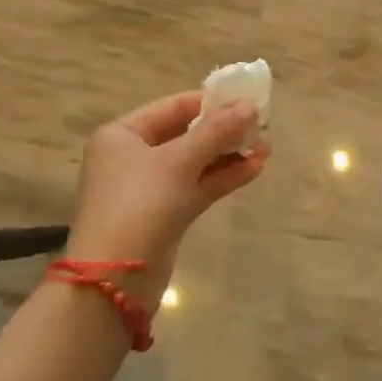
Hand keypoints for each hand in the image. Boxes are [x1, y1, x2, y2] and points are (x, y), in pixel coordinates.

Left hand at [64, 92, 267, 311]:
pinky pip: (197, 187)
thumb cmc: (140, 204)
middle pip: (185, 134)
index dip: (211, 101)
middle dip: (224, 130)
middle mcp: (132, 157)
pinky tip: (255, 168)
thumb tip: (250, 106)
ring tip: (266, 147)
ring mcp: (149, 188)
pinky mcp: (164, 215)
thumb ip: (216, 131)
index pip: (173, 107)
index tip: (247, 99)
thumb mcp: (179, 161)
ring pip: (195, 162)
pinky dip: (222, 177)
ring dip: (229, 155)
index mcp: (123, 135)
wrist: (115, 281)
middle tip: (262, 125)